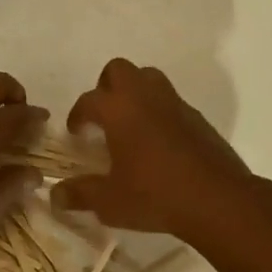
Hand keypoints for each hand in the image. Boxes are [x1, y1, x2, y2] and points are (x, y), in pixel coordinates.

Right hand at [53, 58, 253, 243]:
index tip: (75, 133)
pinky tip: (159, 141)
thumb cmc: (155, 194)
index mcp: (118, 108)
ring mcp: (173, 102)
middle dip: (106, 86)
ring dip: (135, 92)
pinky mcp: (196, 116)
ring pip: (148, 77)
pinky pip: (170, 101)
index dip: (77, 115)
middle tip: (103, 116)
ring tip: (130, 122)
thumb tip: (55, 195)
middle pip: (118, 70)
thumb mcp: (110, 201)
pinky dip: (159, 111)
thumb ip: (81, 194)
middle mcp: (144, 95)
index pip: (88, 100)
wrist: (217, 198)